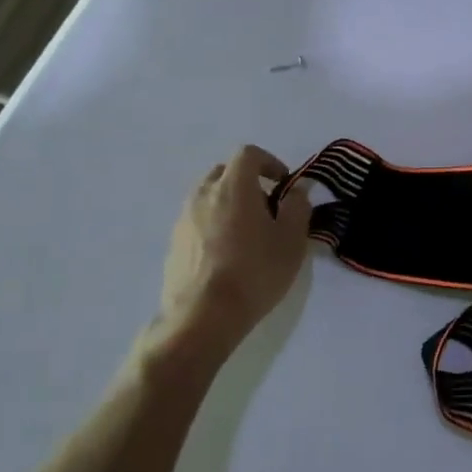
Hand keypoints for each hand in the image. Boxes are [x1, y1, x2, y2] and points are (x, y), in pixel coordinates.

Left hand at [138, 146, 312, 368]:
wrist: (202, 317)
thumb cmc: (255, 272)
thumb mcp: (291, 240)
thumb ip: (298, 206)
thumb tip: (297, 190)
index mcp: (233, 186)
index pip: (248, 154)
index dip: (269, 162)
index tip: (283, 184)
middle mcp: (203, 195)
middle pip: (225, 172)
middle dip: (247, 181)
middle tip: (267, 208)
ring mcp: (183, 219)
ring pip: (208, 197)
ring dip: (228, 204)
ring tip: (247, 234)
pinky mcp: (173, 245)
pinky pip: (196, 221)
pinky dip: (213, 225)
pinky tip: (227, 255)